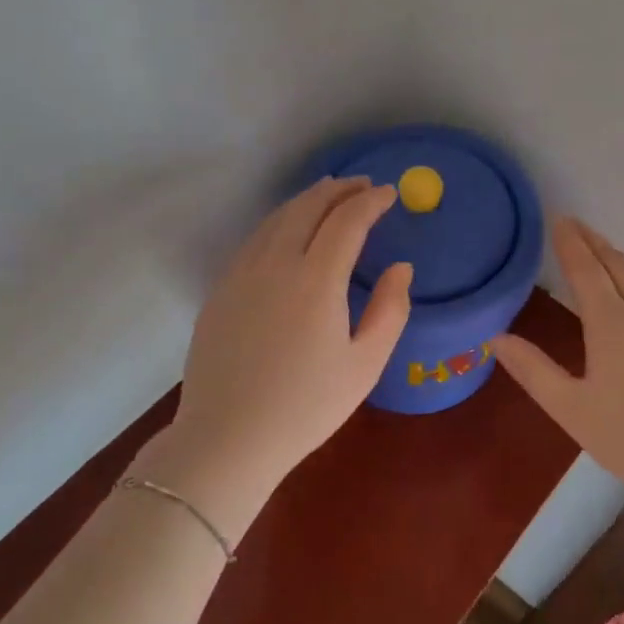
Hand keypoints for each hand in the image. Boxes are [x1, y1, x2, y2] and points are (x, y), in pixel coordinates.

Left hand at [135, 177, 412, 537]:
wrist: (228, 438)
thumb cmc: (306, 407)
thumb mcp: (365, 365)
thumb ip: (390, 309)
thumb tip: (401, 268)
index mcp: (316, 279)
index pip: (347, 221)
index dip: (371, 201)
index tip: (390, 193)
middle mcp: (276, 263)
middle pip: (308, 207)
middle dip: (339, 189)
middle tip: (362, 185)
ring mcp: (242, 273)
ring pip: (277, 218)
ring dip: (307, 200)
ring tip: (328, 194)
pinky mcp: (221, 289)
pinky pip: (255, 239)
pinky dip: (279, 221)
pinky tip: (288, 230)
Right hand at [494, 218, 623, 524]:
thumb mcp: (572, 409)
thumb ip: (534, 371)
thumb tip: (497, 338)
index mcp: (611, 323)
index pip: (586, 269)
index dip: (571, 243)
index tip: (559, 218)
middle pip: (618, 265)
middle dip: (595, 242)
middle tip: (576, 225)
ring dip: (619, 259)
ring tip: (604, 251)